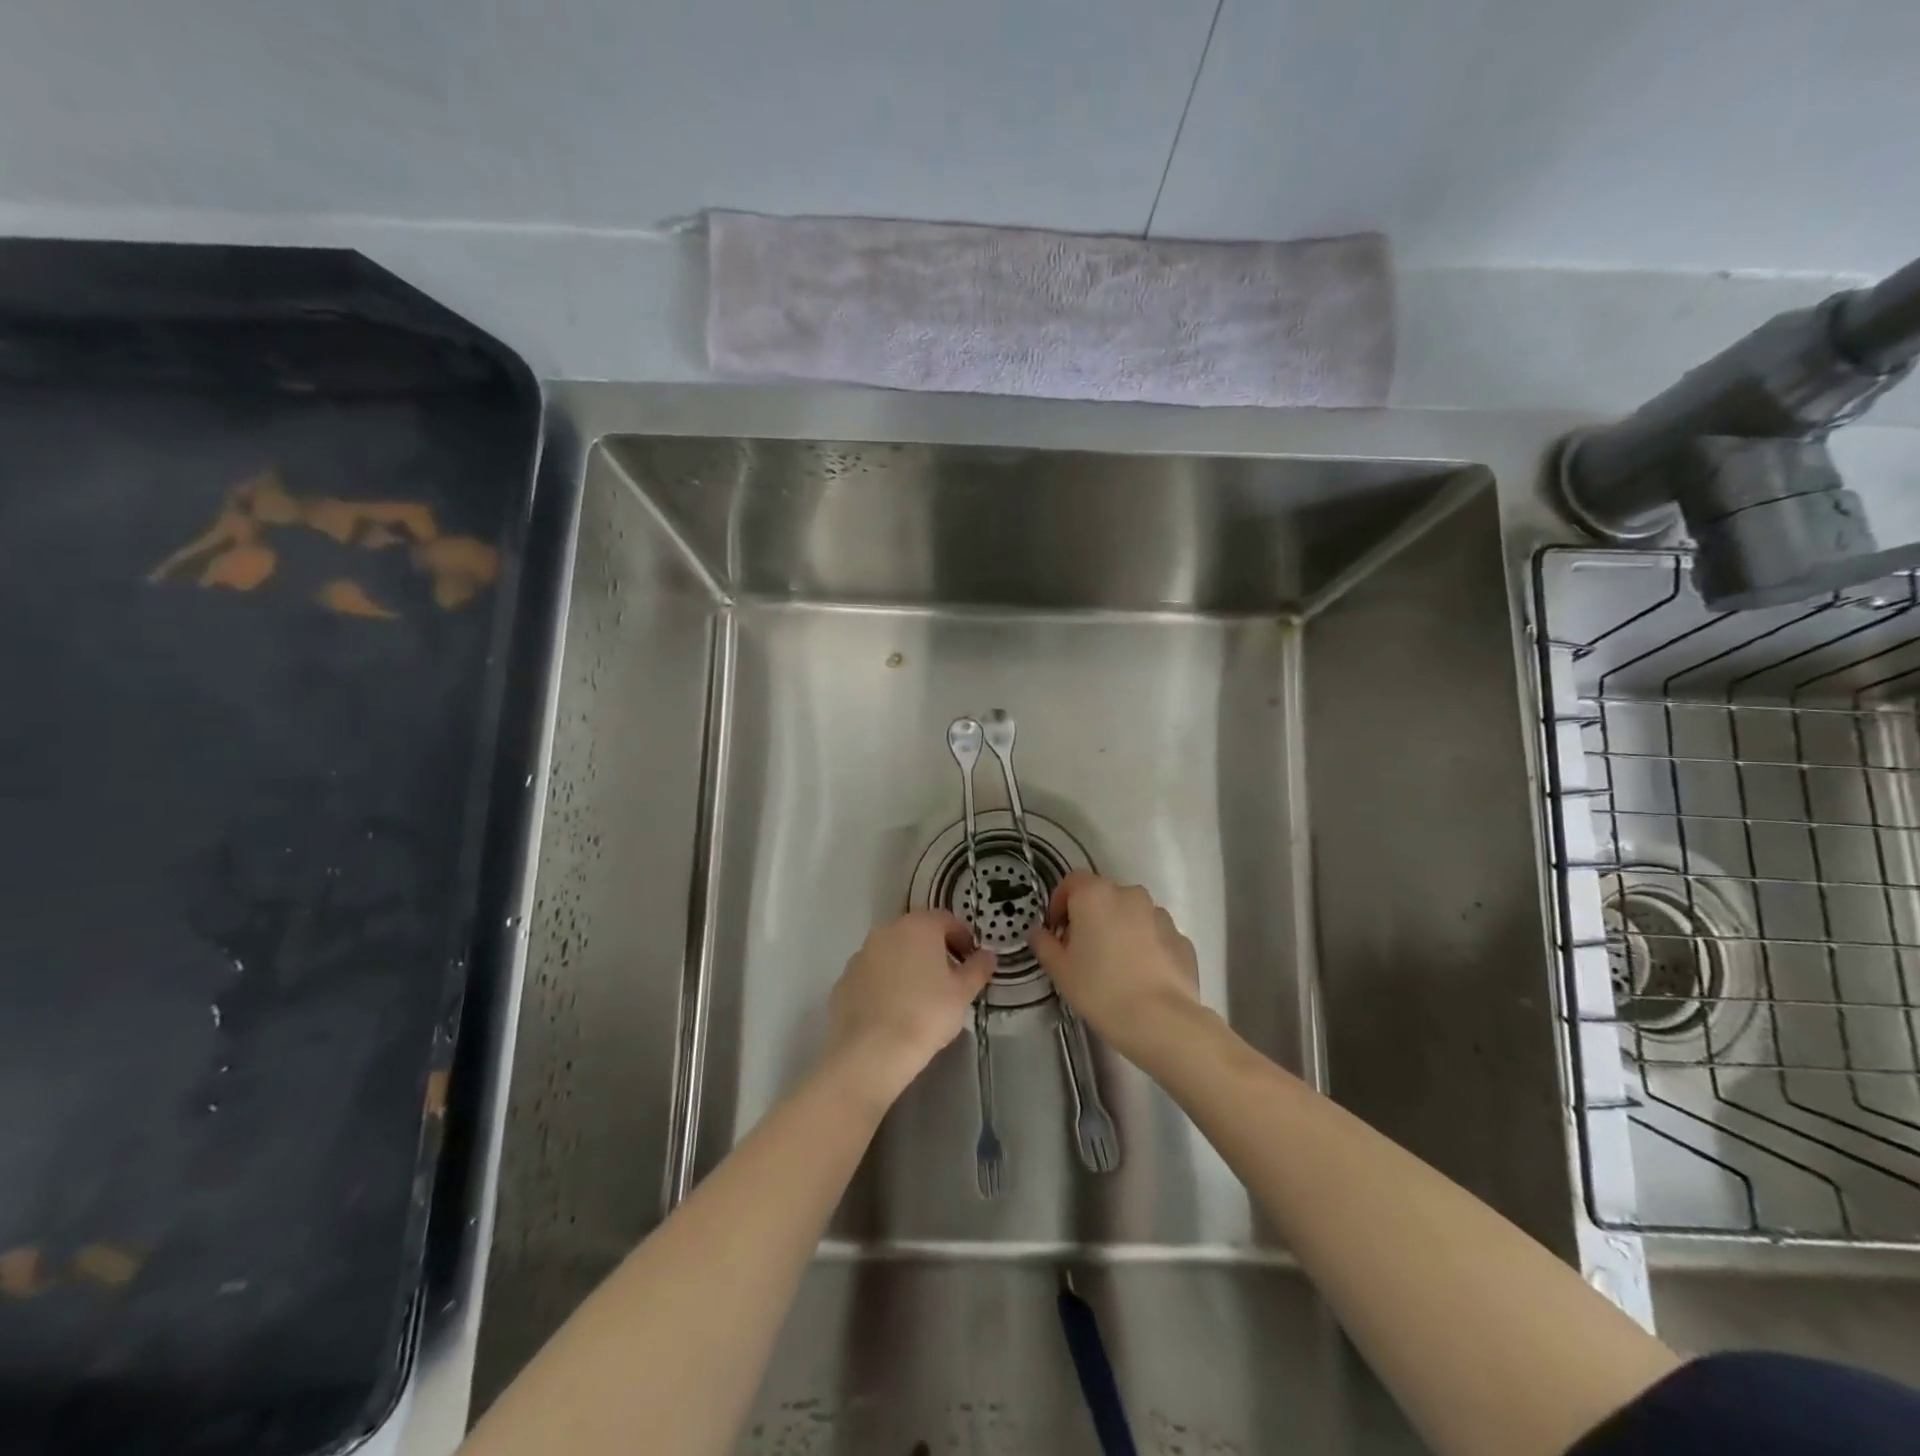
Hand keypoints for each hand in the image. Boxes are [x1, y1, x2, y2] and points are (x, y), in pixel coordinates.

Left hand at [826, 910, 994, 1102]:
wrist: (872, 1052)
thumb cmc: (926, 1014)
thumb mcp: (962, 993)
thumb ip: (977, 969)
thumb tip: (987, 955)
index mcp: (918, 927)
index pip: (946, 920)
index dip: (962, 938)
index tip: (970, 960)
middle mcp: (886, 932)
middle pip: (917, 933)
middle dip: (934, 951)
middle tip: (948, 979)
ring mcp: (860, 955)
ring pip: (891, 953)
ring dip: (906, 966)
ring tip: (919, 998)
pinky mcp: (843, 980)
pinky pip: (871, 975)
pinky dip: (884, 985)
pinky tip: (893, 1011)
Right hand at [1028, 873, 1201, 1062]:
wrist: (1161, 1021)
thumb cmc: (1100, 989)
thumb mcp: (1060, 970)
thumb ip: (1044, 944)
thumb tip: (1038, 933)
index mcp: (1095, 895)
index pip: (1072, 881)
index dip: (1060, 902)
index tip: (1056, 931)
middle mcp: (1130, 895)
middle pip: (1103, 896)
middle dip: (1091, 917)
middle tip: (1083, 950)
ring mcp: (1160, 915)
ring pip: (1132, 914)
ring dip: (1120, 929)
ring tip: (1115, 965)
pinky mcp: (1182, 938)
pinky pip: (1155, 935)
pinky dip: (1146, 946)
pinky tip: (1141, 976)